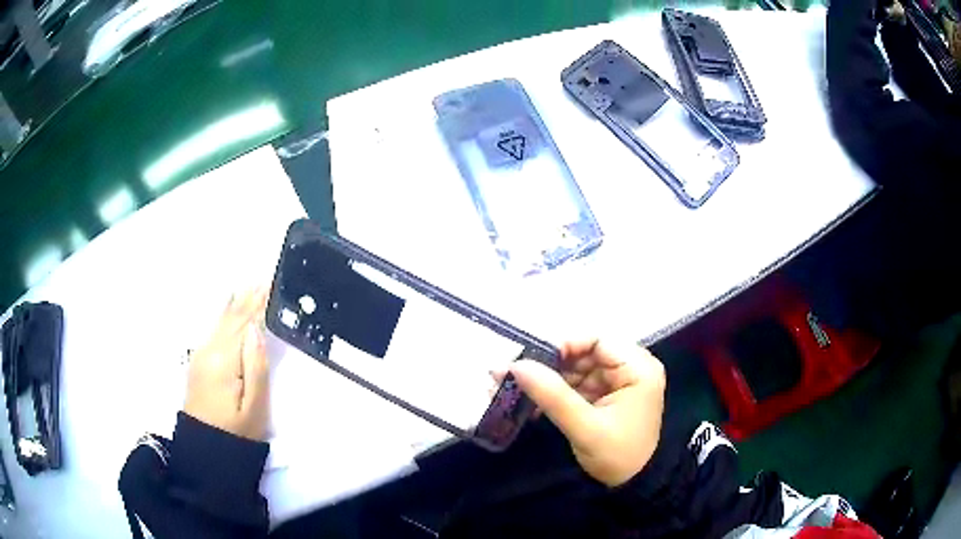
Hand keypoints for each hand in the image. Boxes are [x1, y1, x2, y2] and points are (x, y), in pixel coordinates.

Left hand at [184, 287, 270, 440]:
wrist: (205, 451)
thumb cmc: (237, 433)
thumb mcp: (254, 406)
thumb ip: (256, 366)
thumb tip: (256, 329)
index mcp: (224, 360)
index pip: (245, 324)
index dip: (259, 305)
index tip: (273, 284)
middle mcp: (209, 350)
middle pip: (232, 318)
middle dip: (248, 298)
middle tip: (265, 278)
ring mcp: (201, 355)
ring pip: (221, 321)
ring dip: (237, 303)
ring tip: (251, 286)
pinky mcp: (199, 362)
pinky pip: (215, 329)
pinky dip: (225, 314)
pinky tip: (228, 305)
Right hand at [509, 340, 665, 486]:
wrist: (634, 486)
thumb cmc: (618, 455)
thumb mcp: (585, 427)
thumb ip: (552, 396)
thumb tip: (516, 365)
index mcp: (638, 368)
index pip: (599, 340)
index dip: (564, 345)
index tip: (531, 360)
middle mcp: (630, 368)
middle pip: (585, 354)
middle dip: (548, 365)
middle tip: (511, 373)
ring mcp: (618, 383)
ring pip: (577, 370)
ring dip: (547, 380)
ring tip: (511, 387)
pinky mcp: (606, 397)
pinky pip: (577, 386)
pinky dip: (555, 393)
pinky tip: (530, 403)